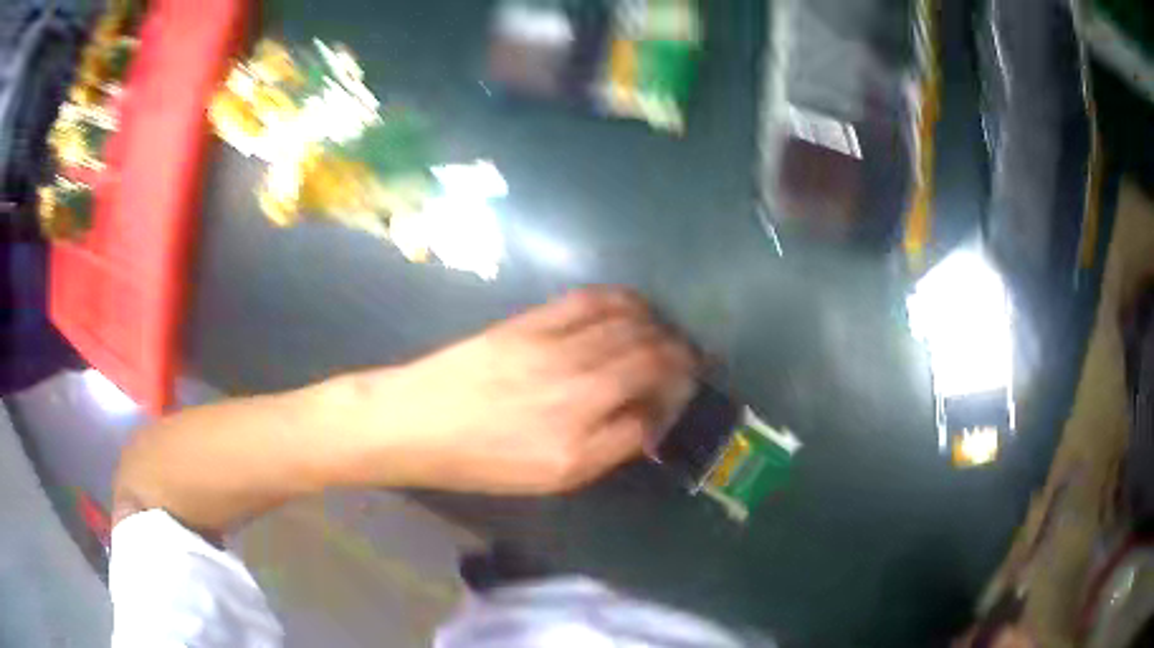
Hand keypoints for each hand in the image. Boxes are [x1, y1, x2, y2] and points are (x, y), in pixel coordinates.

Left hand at [345, 288, 698, 493]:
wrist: (416, 421)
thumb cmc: (481, 461)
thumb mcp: (551, 477)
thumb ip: (609, 448)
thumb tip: (648, 417)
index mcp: (579, 433)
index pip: (652, 401)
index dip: (675, 393)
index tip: (683, 391)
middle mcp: (575, 384)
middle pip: (647, 355)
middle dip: (678, 354)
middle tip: (689, 359)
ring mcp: (552, 346)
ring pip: (625, 323)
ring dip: (657, 325)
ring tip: (666, 332)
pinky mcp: (530, 321)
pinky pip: (588, 300)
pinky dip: (621, 300)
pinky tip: (632, 306)